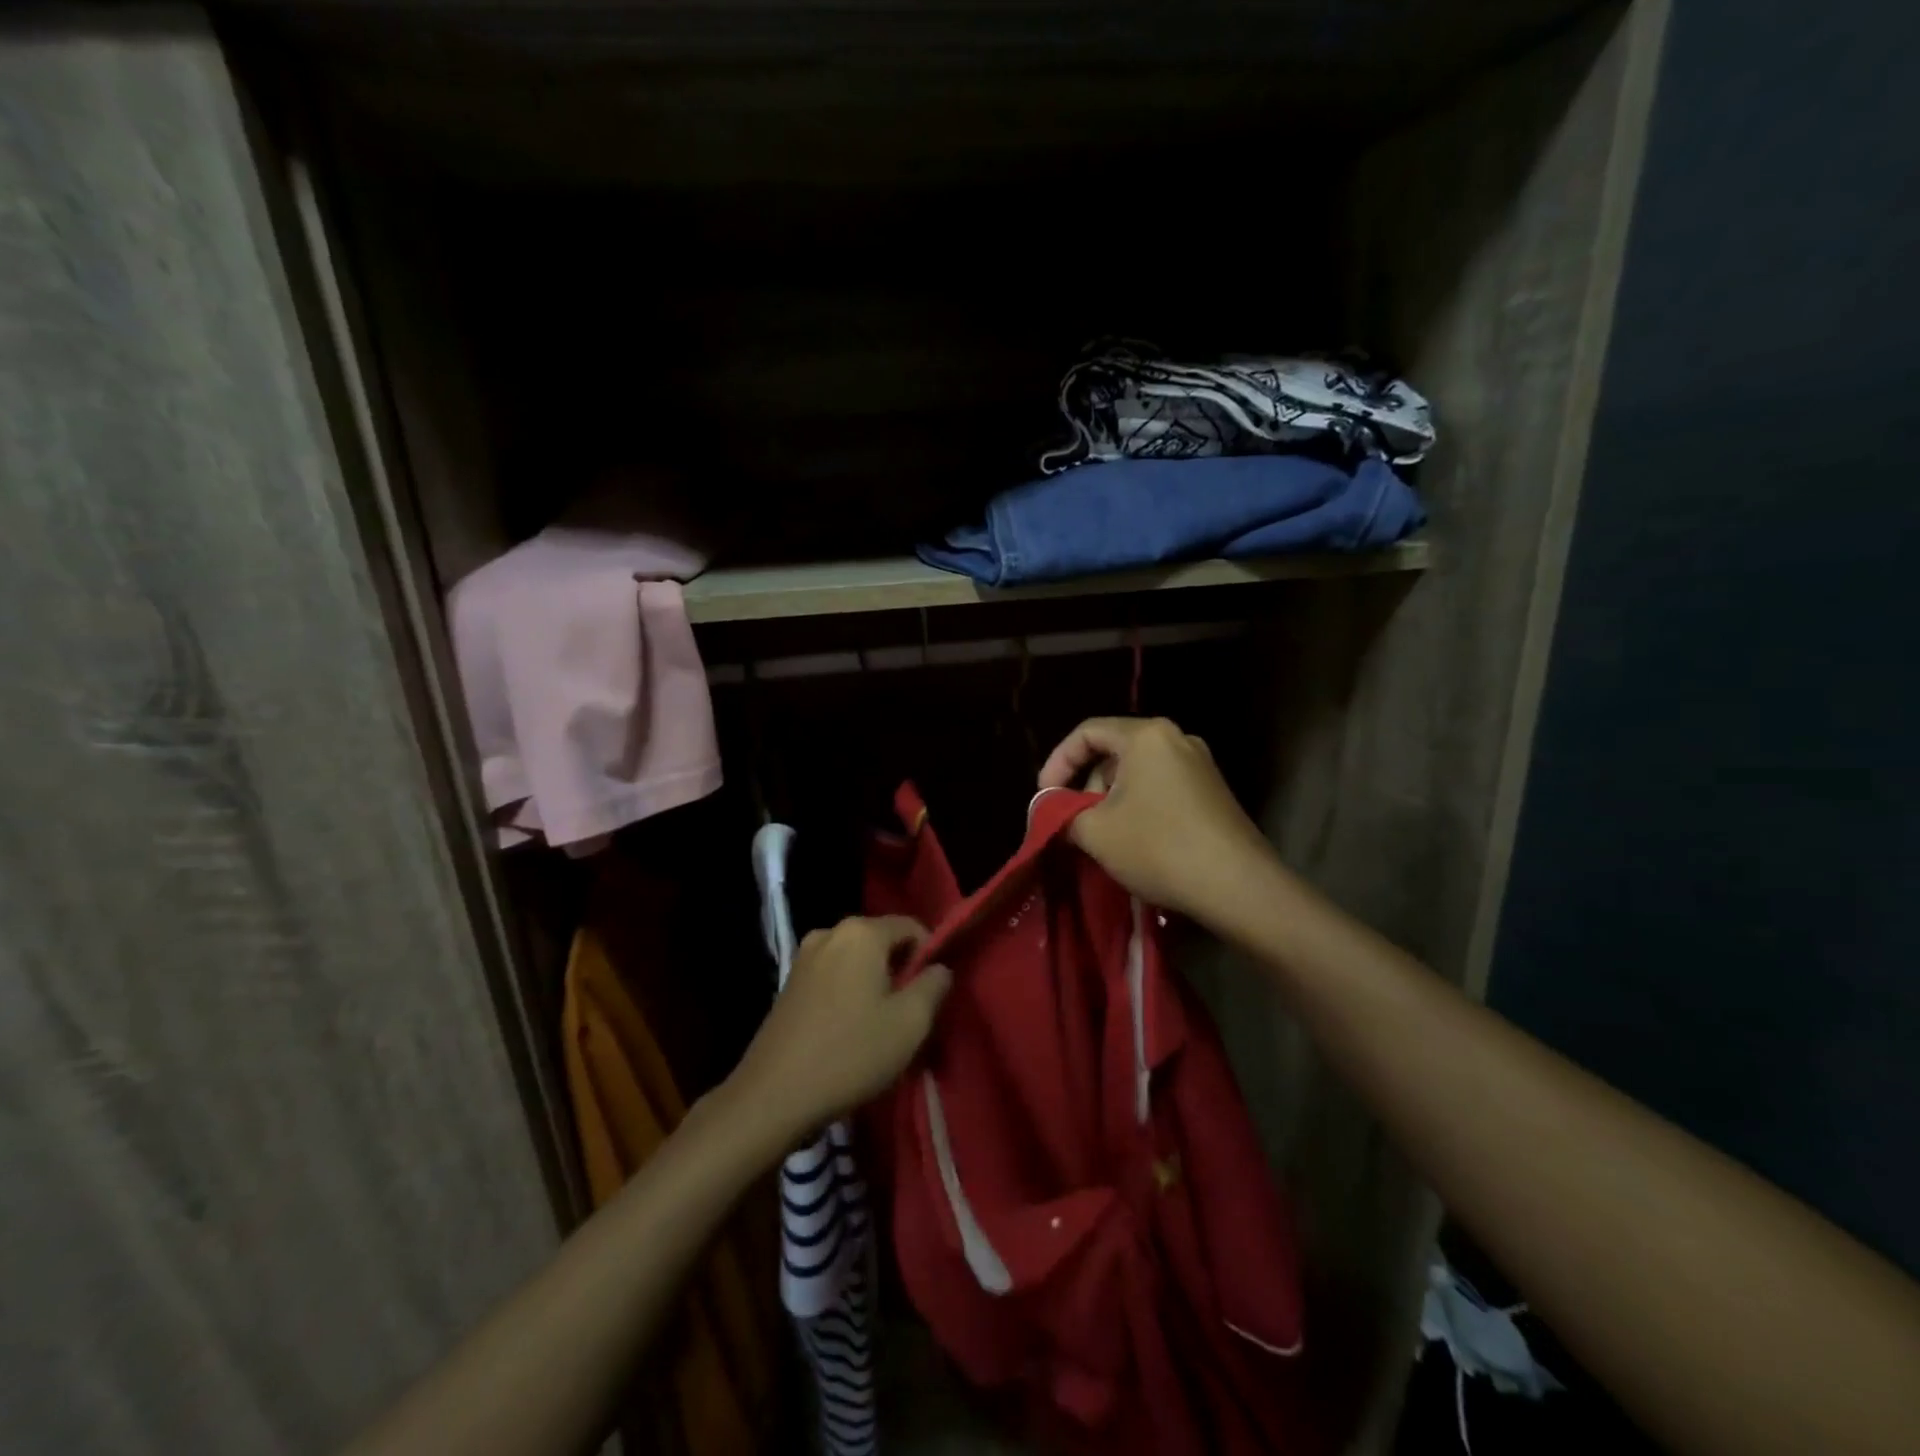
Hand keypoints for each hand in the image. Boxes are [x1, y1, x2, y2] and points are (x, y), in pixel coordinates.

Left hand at [729, 915, 951, 1137]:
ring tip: (880, 1027)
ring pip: (857, 961)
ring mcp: (804, 957)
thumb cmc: (851, 1053)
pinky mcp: (789, 983)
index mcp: (861, 932)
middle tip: (909, 1015)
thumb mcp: (910, 1023)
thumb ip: (934, 986)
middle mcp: (830, 932)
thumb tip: (939, 968)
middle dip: (901, 971)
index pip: (912, 926)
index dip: (930, 956)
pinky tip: (849, 1030)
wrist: (773, 1097)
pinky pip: (834, 976)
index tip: (932, 995)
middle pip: (882, 942)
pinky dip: (849, 993)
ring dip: (874, 985)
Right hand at [1038, 716, 1278, 927]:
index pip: (1087, 732)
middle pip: (1114, 751)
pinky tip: (1135, 841)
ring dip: (1111, 799)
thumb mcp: (1096, 831)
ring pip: (1138, 771)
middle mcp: (1176, 738)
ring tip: (1103, 836)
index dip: (1057, 762)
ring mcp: (1200, 765)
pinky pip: (1162, 786)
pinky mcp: (1213, 791)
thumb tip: (1051, 810)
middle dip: (1086, 784)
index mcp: (1146, 735)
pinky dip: (1138, 806)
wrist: (1238, 886)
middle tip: (1074, 821)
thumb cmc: (1159, 847)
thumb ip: (1063, 813)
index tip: (1045, 797)